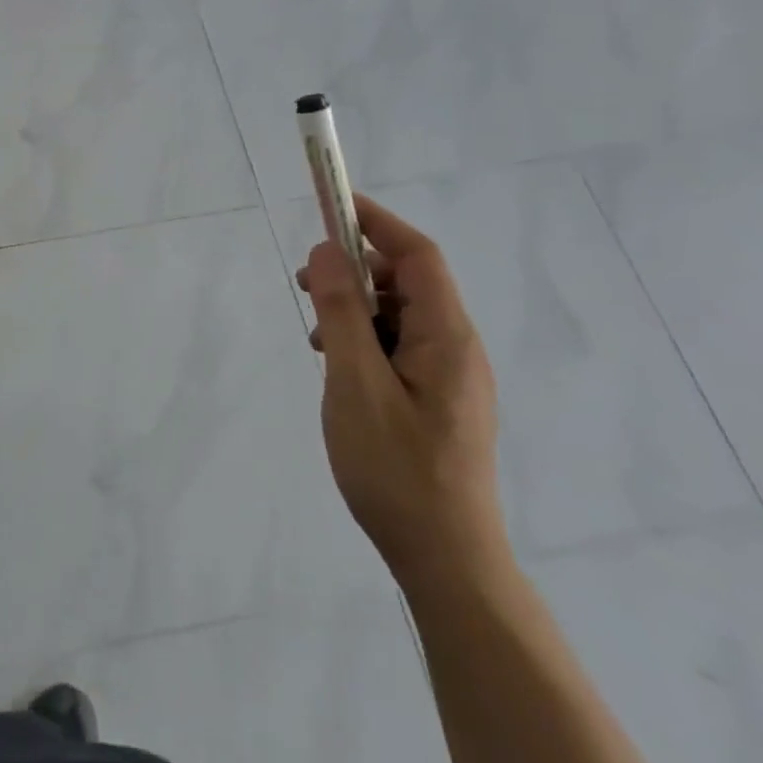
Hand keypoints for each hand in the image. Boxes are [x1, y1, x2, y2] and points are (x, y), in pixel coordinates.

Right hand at [299, 194, 507, 592]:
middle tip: (305, 281)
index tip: (332, 203)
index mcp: (448, 337)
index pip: (417, 255)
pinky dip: (363, 339)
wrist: (445, 559)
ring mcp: (449, 377)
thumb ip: (341, 313)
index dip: (376, 221)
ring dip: (355, 308)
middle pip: (407, 282)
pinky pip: (398, 347)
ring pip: (399, 316)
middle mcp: (457, 348)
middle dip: (355, 269)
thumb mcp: (355, 383)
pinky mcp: (436, 401)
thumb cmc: (397, 468)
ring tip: (314, 333)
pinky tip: (335, 366)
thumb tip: (328, 251)